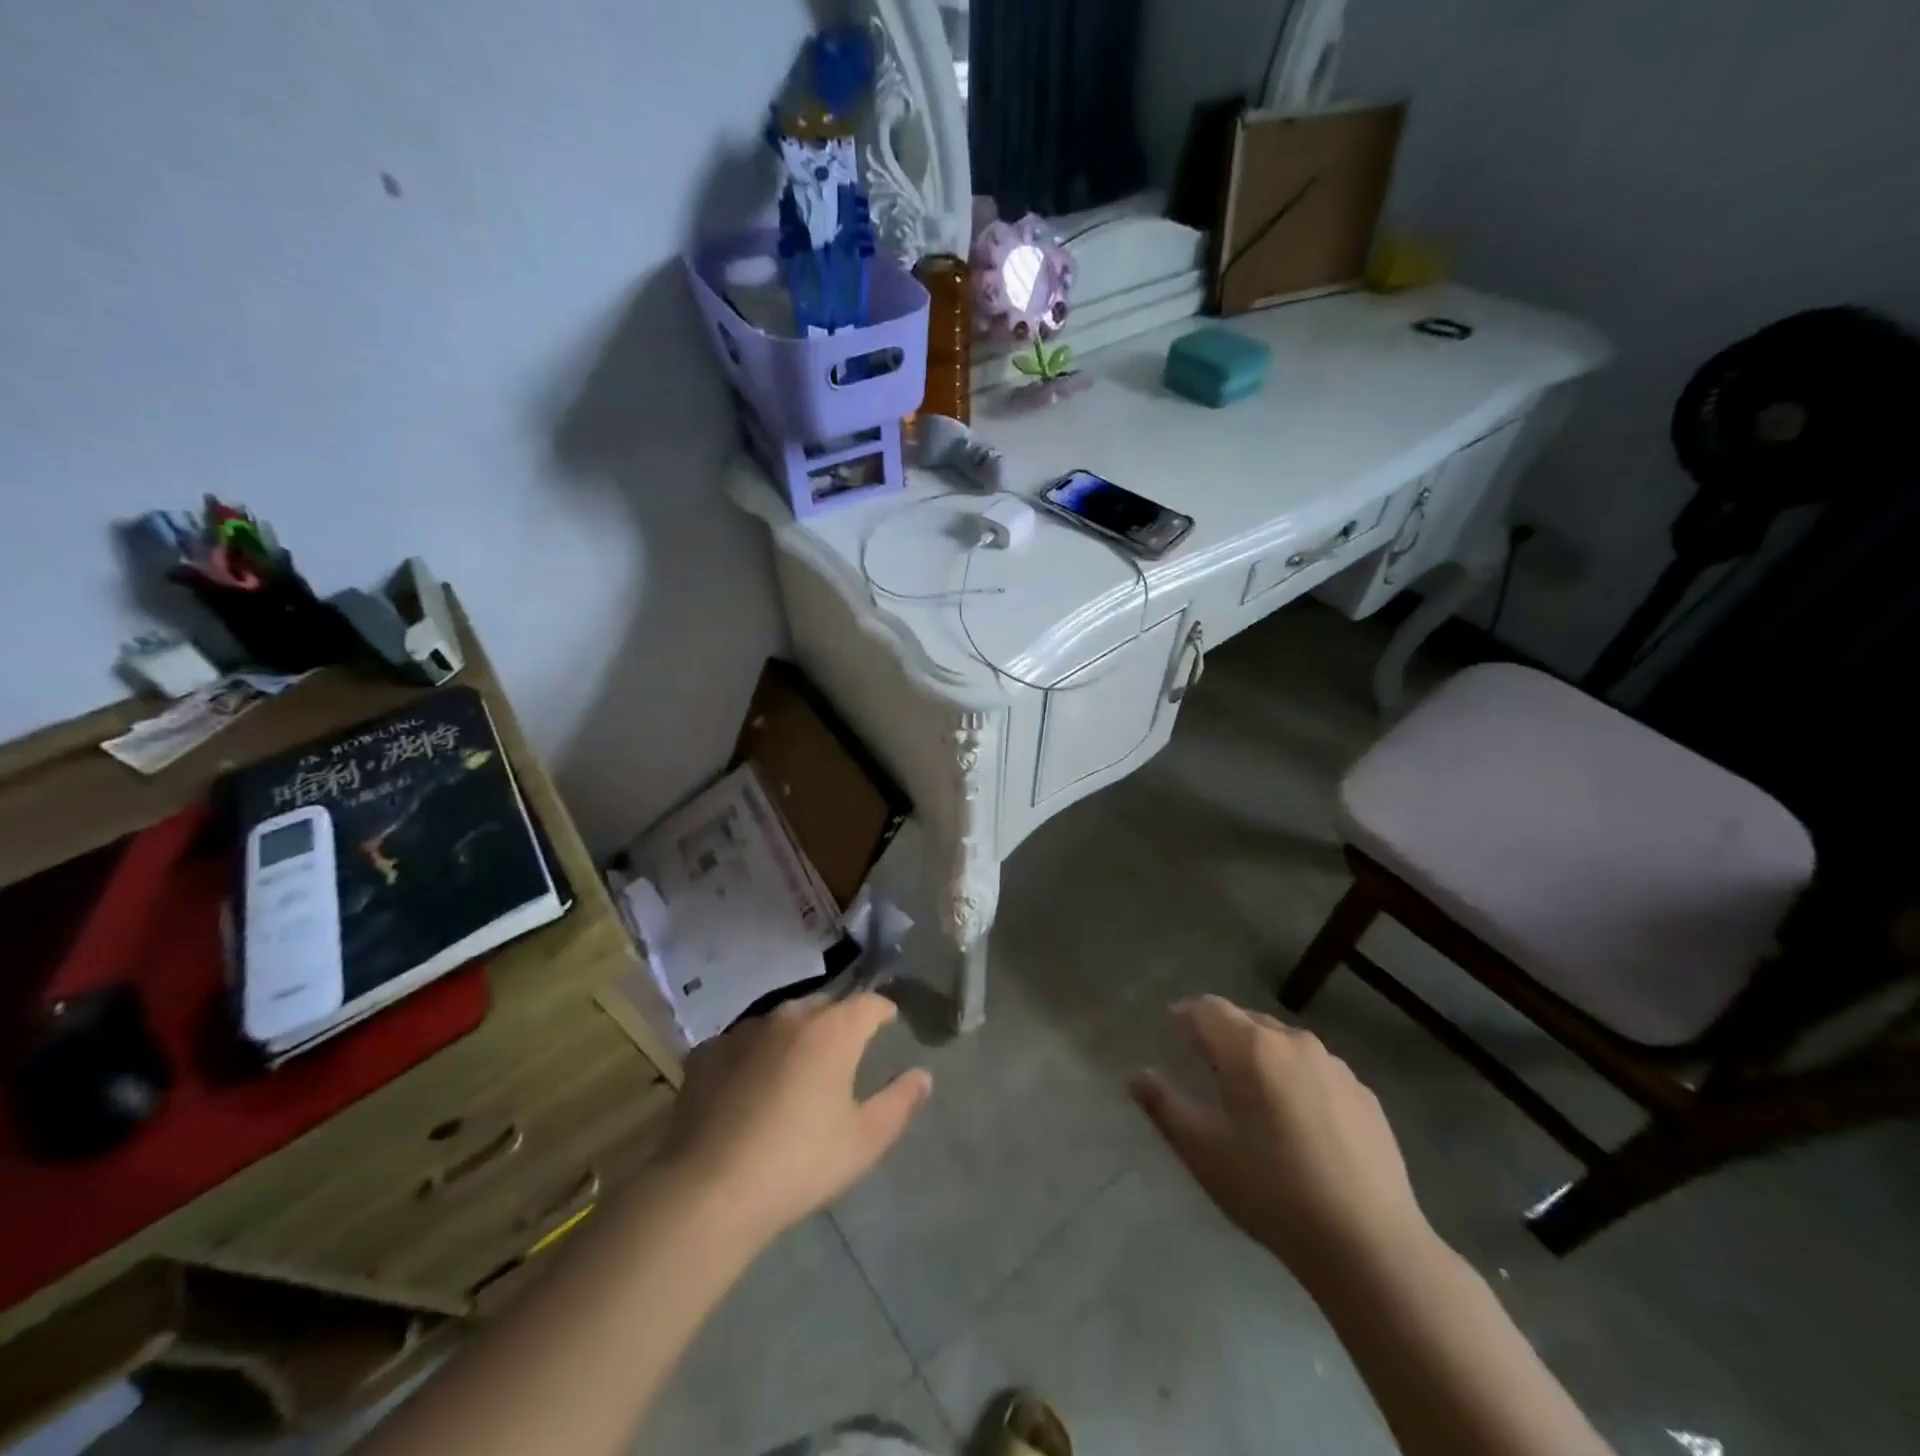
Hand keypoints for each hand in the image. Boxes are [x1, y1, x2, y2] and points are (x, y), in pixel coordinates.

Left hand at [660, 992, 931, 1245]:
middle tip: (845, 1052)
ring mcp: (744, 1031)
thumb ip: (899, 1102)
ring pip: (781, 1020)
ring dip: (795, 1036)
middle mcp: (789, 1016)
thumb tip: (923, 1075)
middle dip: (839, 1022)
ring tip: (797, 1068)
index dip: (882, 1011)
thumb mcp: (864, 1141)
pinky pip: (743, 1043)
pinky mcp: (707, 1053)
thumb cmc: (799, 1163)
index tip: (888, 1023)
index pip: (869, 1003)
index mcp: (833, 1030)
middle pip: (824, 1006)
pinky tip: (750, 1086)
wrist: (708, 1191)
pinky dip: (754, 1055)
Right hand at [1130, 996, 1429, 1276]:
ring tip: (1254, 1097)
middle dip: (1223, 1034)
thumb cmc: (1271, 1190)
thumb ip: (1164, 1105)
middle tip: (1208, 1066)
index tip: (1172, 1029)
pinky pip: (1318, 1072)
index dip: (1185, 1015)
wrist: (1370, 1245)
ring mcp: (1336, 1067)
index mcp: (1250, 1047)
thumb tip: (1137, 1075)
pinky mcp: (1366, 1097)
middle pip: (1247, 1021)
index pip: (1207, 1008)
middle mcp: (1294, 1042)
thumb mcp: (1202, 1150)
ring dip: (1262, 1057)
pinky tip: (1301, 1125)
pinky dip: (1298, 1081)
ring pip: (1285, 1045)